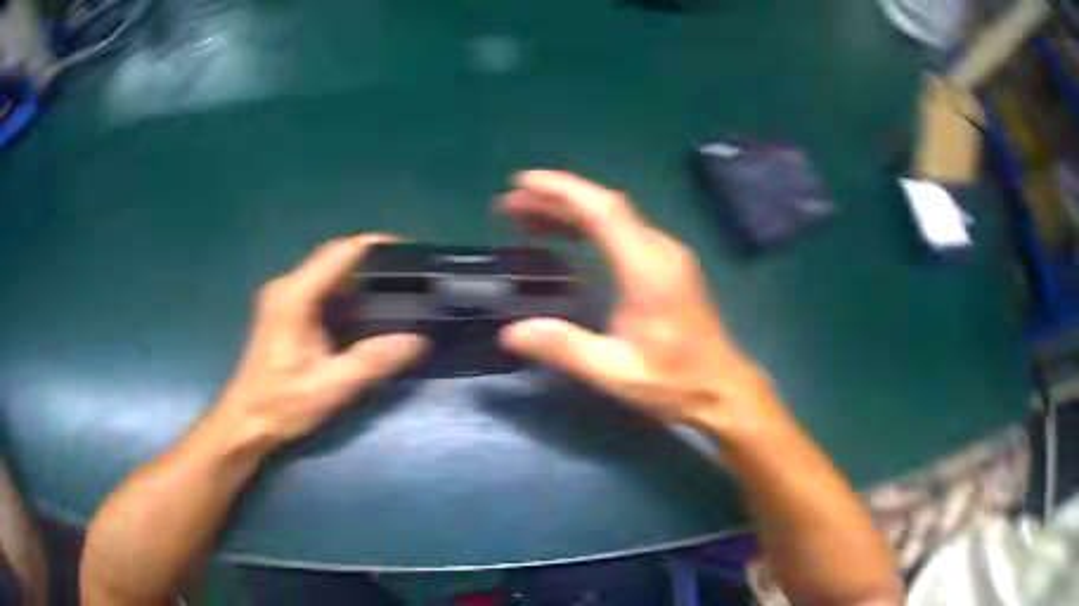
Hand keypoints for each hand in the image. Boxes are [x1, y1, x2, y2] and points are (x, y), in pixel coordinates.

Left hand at [209, 235, 428, 450]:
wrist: (246, 423)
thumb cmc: (282, 405)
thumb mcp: (331, 388)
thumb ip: (374, 361)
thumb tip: (419, 339)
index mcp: (295, 296)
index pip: (340, 253)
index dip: (377, 245)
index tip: (412, 252)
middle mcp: (287, 287)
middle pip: (336, 259)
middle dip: (374, 263)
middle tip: (412, 277)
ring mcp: (283, 298)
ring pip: (329, 273)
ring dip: (361, 278)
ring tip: (398, 290)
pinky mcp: (284, 311)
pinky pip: (321, 289)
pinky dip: (347, 293)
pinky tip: (367, 310)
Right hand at [499, 171, 783, 430]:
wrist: (723, 388)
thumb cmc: (675, 382)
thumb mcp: (617, 373)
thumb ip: (566, 349)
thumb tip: (511, 333)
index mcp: (648, 270)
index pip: (603, 211)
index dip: (562, 190)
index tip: (524, 182)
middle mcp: (660, 251)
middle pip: (605, 208)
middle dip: (556, 199)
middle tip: (511, 204)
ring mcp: (667, 256)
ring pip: (614, 218)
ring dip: (571, 212)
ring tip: (527, 218)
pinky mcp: (668, 265)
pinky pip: (624, 233)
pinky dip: (590, 227)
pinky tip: (567, 238)